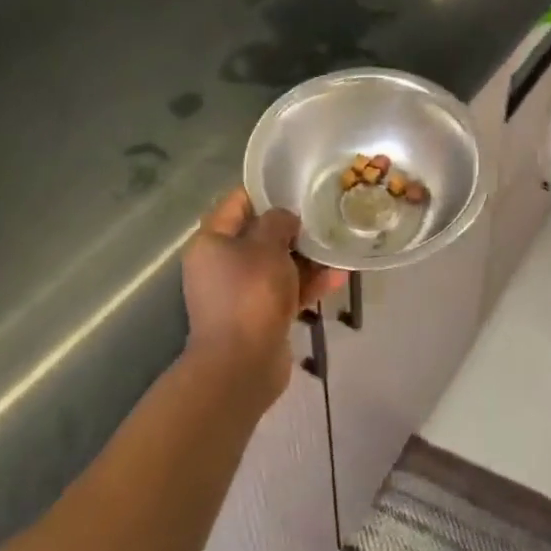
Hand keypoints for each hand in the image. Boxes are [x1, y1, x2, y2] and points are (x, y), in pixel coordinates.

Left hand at [181, 187, 345, 411]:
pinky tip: (338, 277)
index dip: (267, 190)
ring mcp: (241, 292)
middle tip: (324, 214)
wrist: (242, 365)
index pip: (238, 202)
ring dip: (307, 257)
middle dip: (294, 227)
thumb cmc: (250, 294)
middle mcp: (221, 264)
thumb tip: (286, 219)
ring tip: (338, 245)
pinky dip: (308, 284)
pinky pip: (286, 291)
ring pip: (278, 264)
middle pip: (260, 234)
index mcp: (212, 242)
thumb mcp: (266, 246)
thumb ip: (278, 221)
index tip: (298, 184)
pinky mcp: (260, 316)